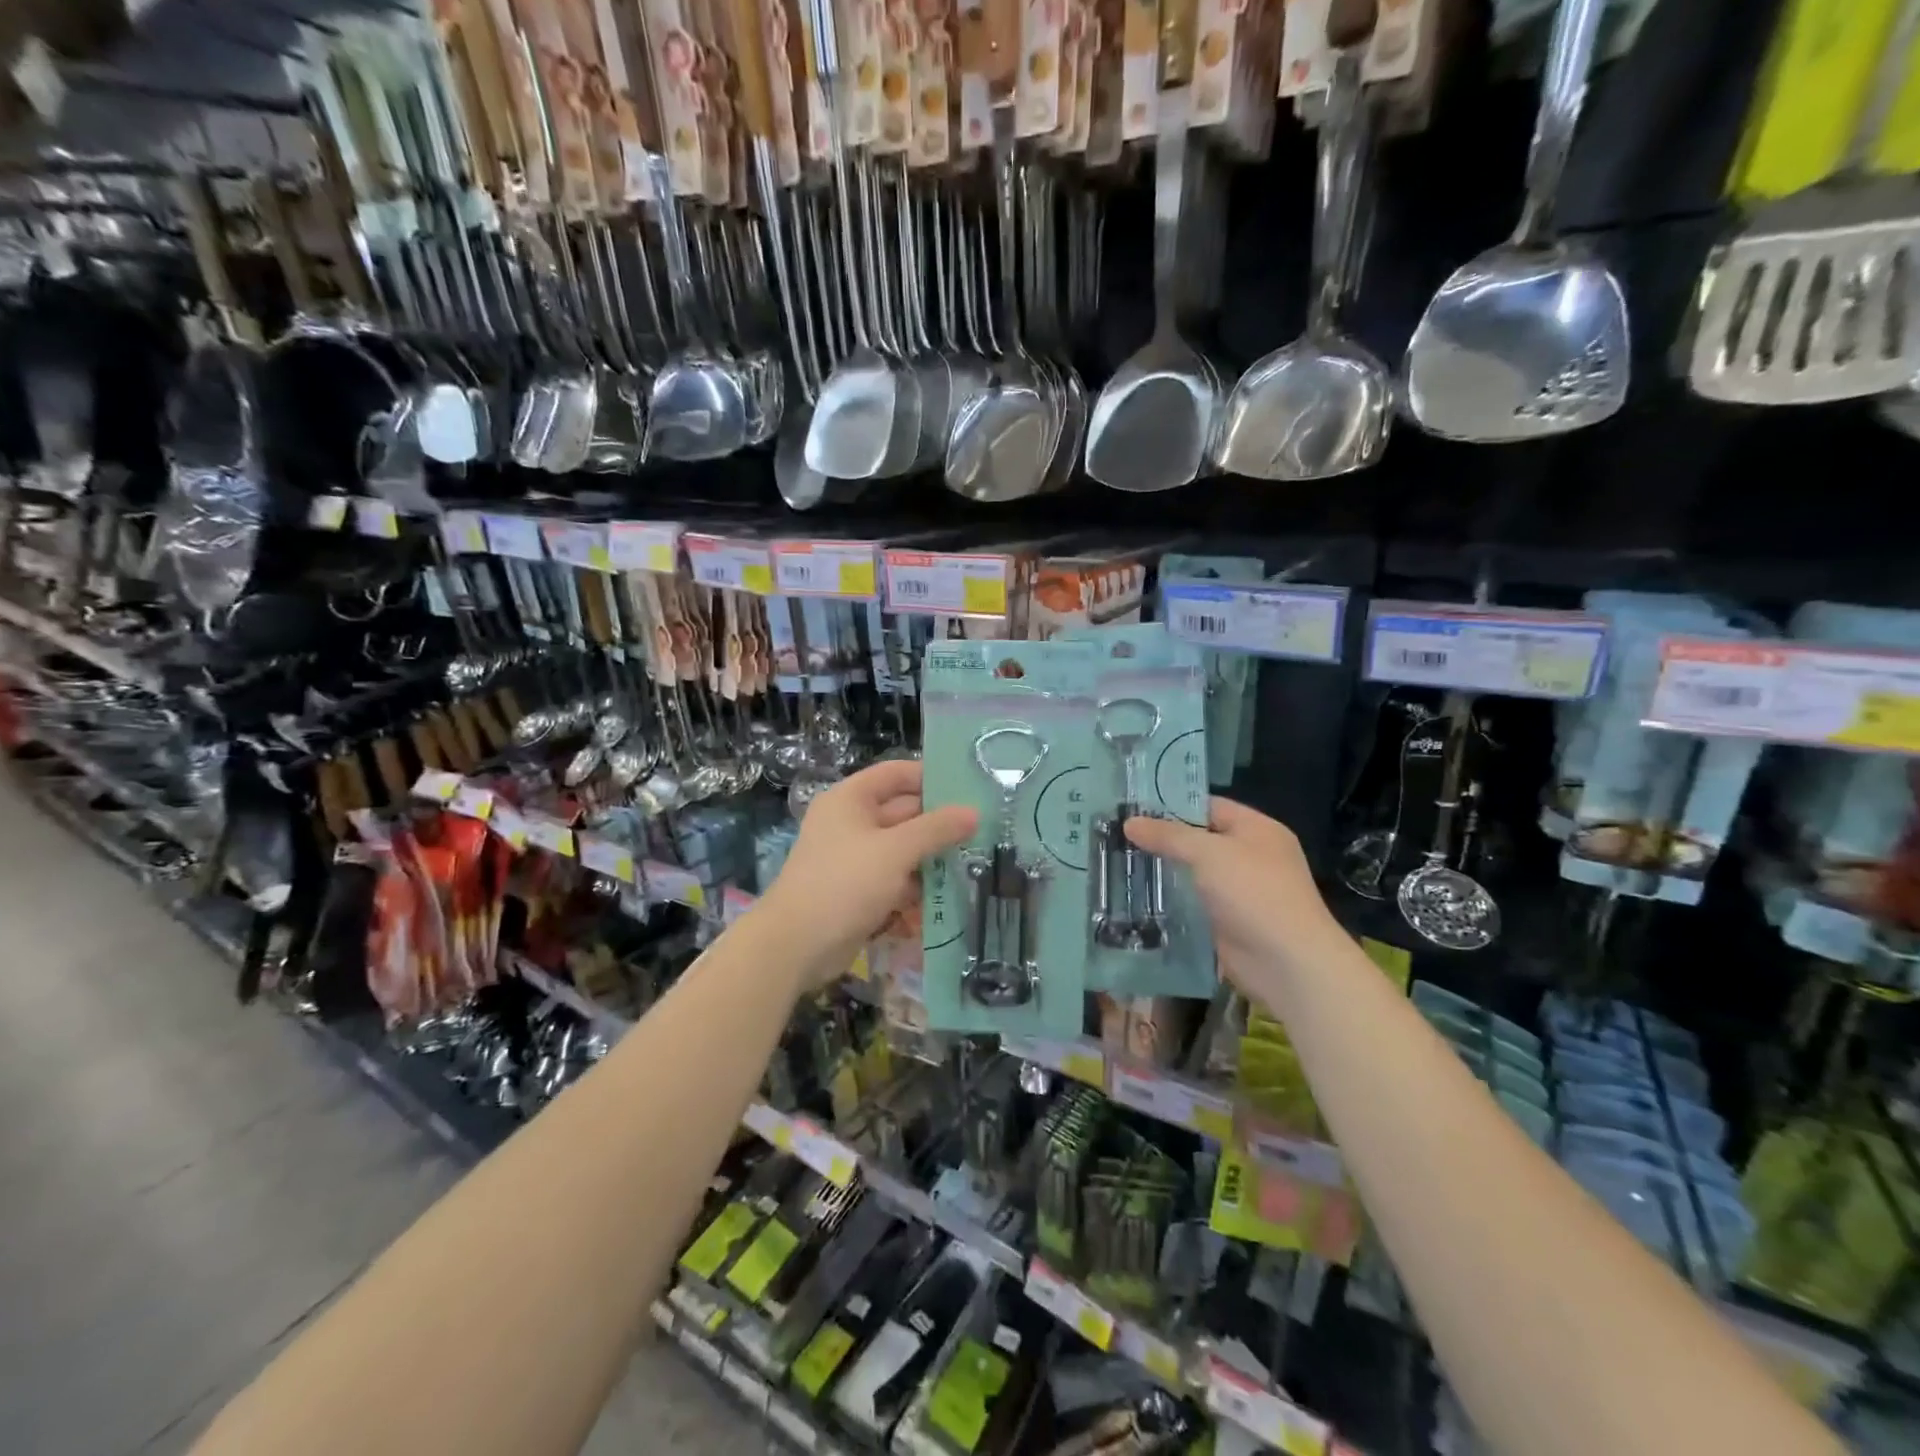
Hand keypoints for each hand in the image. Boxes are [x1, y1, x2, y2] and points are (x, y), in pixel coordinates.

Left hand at [759, 760, 977, 989]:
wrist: (796, 945)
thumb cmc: (844, 883)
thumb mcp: (895, 851)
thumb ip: (936, 829)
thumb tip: (974, 812)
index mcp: (850, 799)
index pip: (896, 774)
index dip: (931, 777)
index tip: (970, 787)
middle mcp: (851, 823)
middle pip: (903, 812)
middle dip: (939, 823)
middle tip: (984, 829)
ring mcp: (855, 858)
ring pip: (903, 849)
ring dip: (932, 857)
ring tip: (976, 861)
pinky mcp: (859, 890)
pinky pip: (895, 878)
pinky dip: (917, 885)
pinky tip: (948, 893)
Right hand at [1124, 799, 1344, 994]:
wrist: (1286, 963)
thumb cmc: (1253, 893)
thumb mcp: (1208, 853)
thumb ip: (1168, 836)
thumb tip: (1129, 823)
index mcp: (1257, 830)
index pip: (1209, 807)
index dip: (1172, 805)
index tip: (1132, 808)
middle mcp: (1250, 856)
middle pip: (1198, 841)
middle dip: (1162, 840)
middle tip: (1117, 836)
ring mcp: (1239, 892)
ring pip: (1192, 874)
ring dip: (1162, 872)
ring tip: (1119, 864)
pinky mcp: (1226, 922)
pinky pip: (1192, 904)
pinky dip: (1169, 902)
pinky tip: (1136, 897)